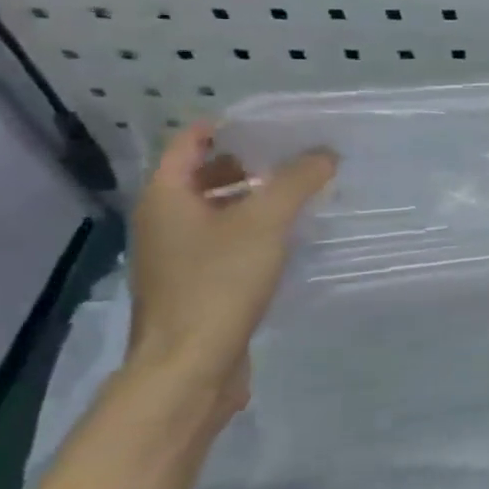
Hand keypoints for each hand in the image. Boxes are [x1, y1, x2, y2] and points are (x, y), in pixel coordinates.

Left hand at [124, 122, 336, 409]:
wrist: (189, 366)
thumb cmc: (219, 283)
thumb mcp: (265, 222)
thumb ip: (297, 181)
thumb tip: (326, 153)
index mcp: (165, 197)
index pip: (190, 141)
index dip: (228, 126)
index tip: (273, 123)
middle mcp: (162, 222)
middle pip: (202, 175)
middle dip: (247, 162)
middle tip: (295, 156)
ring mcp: (175, 257)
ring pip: (215, 211)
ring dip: (252, 198)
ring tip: (299, 194)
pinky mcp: (194, 286)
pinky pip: (223, 243)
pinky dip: (251, 231)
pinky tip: (287, 239)